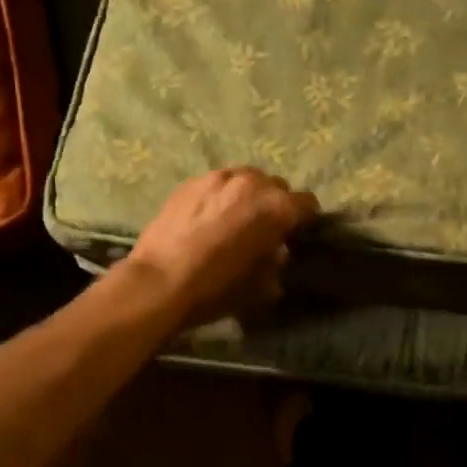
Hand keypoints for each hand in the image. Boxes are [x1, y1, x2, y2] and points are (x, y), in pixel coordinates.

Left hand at [124, 167, 318, 325]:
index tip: (296, 233)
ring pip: (245, 179)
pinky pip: (216, 183)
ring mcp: (218, 178)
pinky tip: (207, 217)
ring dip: (247, 195)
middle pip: (276, 186)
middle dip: (275, 204)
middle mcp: (252, 183)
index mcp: (277, 208)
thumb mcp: (261, 285)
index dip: (304, 219)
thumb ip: (276, 262)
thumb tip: (276, 251)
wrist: (158, 283)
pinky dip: (219, 196)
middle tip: (264, 226)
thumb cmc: (216, 288)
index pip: (307, 203)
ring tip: (234, 216)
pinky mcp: (190, 182)